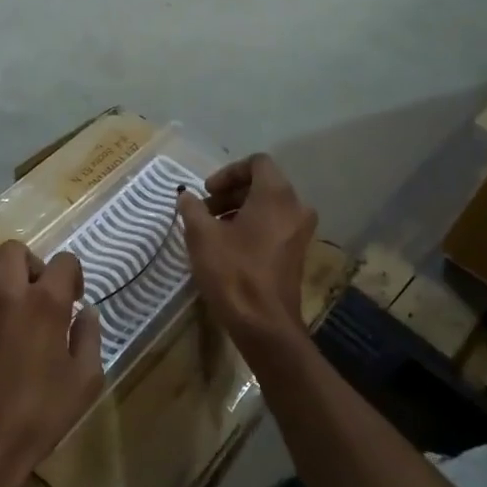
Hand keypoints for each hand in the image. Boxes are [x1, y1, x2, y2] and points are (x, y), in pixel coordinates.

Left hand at [0, 242, 103, 486]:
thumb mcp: (84, 382)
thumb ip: (90, 338)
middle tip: (40, 293)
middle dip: (33, 264)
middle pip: (16, 249)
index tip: (74, 298)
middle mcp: (7, 291)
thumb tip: (87, 312)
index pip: (64, 261)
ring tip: (9, 295)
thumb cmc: (39, 416)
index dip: (73, 275)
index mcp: (46, 303)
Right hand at [177, 155, 317, 345]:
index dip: (228, 172)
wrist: (264, 323)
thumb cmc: (232, 272)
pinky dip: (252, 226)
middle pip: (263, 184)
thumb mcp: (201, 236)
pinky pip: (274, 225)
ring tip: (212, 230)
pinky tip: (228, 246)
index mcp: (276, 195)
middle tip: (205, 210)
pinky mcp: (296, 252)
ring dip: (239, 210)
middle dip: (231, 192)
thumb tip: (186, 196)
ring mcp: (300, 231)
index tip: (207, 192)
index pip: (257, 162)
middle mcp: (295, 207)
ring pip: (268, 206)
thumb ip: (192, 208)